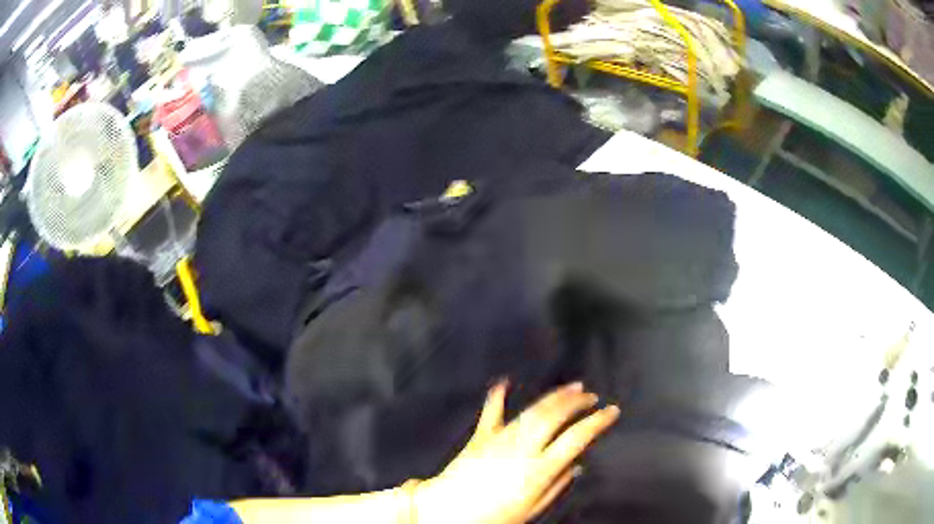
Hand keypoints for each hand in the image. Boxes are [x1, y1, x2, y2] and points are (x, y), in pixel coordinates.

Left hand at [414, 382, 619, 523]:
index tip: (611, 412)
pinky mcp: (480, 438)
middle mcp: (522, 449)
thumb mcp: (530, 510)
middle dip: (578, 401)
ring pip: (533, 409)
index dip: (598, 421)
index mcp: (538, 469)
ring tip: (571, 388)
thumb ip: (556, 486)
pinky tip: (505, 383)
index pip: (577, 437)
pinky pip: (492, 413)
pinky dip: (499, 397)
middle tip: (592, 397)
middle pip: (556, 415)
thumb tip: (574, 467)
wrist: (446, 512)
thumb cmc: (490, 518)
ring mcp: (500, 440)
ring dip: (554, 396)